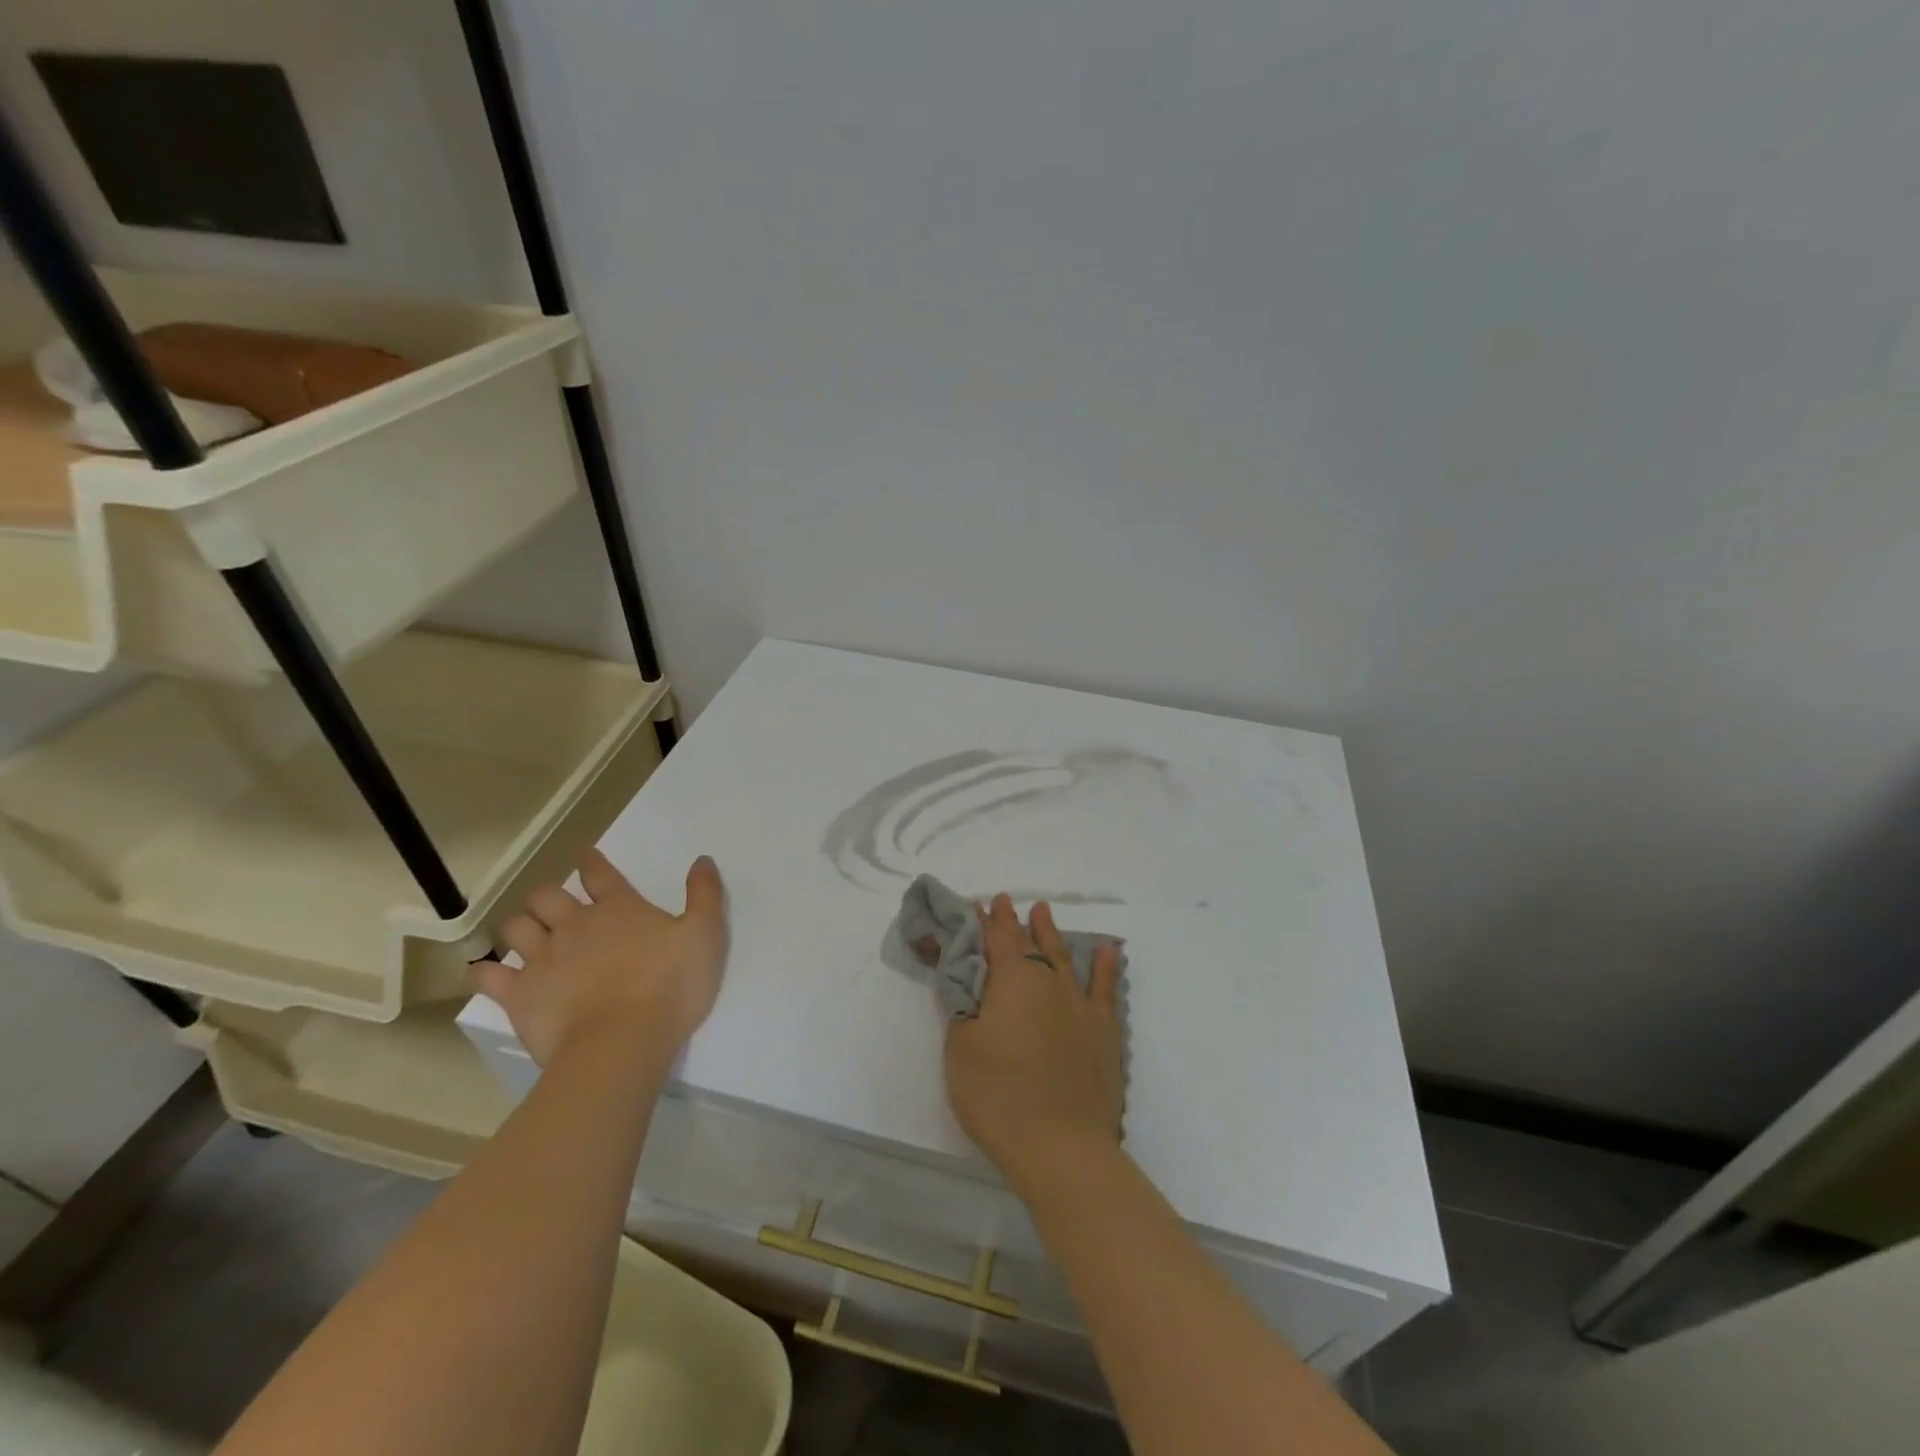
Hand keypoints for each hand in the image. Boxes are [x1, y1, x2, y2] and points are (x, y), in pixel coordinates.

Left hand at [474, 848, 727, 1067]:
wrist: (622, 1043)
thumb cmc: (670, 986)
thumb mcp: (705, 935)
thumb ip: (705, 894)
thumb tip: (702, 859)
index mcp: (619, 909)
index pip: (600, 874)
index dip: (592, 863)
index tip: (586, 857)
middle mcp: (575, 925)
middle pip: (548, 896)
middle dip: (549, 897)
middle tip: (557, 908)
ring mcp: (542, 959)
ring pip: (516, 928)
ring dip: (521, 927)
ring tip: (527, 936)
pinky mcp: (519, 995)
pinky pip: (488, 976)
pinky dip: (485, 971)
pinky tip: (486, 973)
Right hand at [945, 894, 1123, 1190]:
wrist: (1061, 1147)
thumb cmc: (999, 1096)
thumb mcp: (960, 1048)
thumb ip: (964, 1006)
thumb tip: (970, 979)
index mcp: (1012, 982)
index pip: (995, 940)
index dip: (985, 921)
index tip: (978, 904)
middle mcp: (1048, 982)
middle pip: (1028, 944)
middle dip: (1013, 922)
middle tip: (1006, 902)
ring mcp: (1080, 1005)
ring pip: (1063, 957)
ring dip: (1050, 933)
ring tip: (1043, 911)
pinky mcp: (1103, 1031)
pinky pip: (1106, 988)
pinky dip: (1105, 966)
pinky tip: (1107, 950)